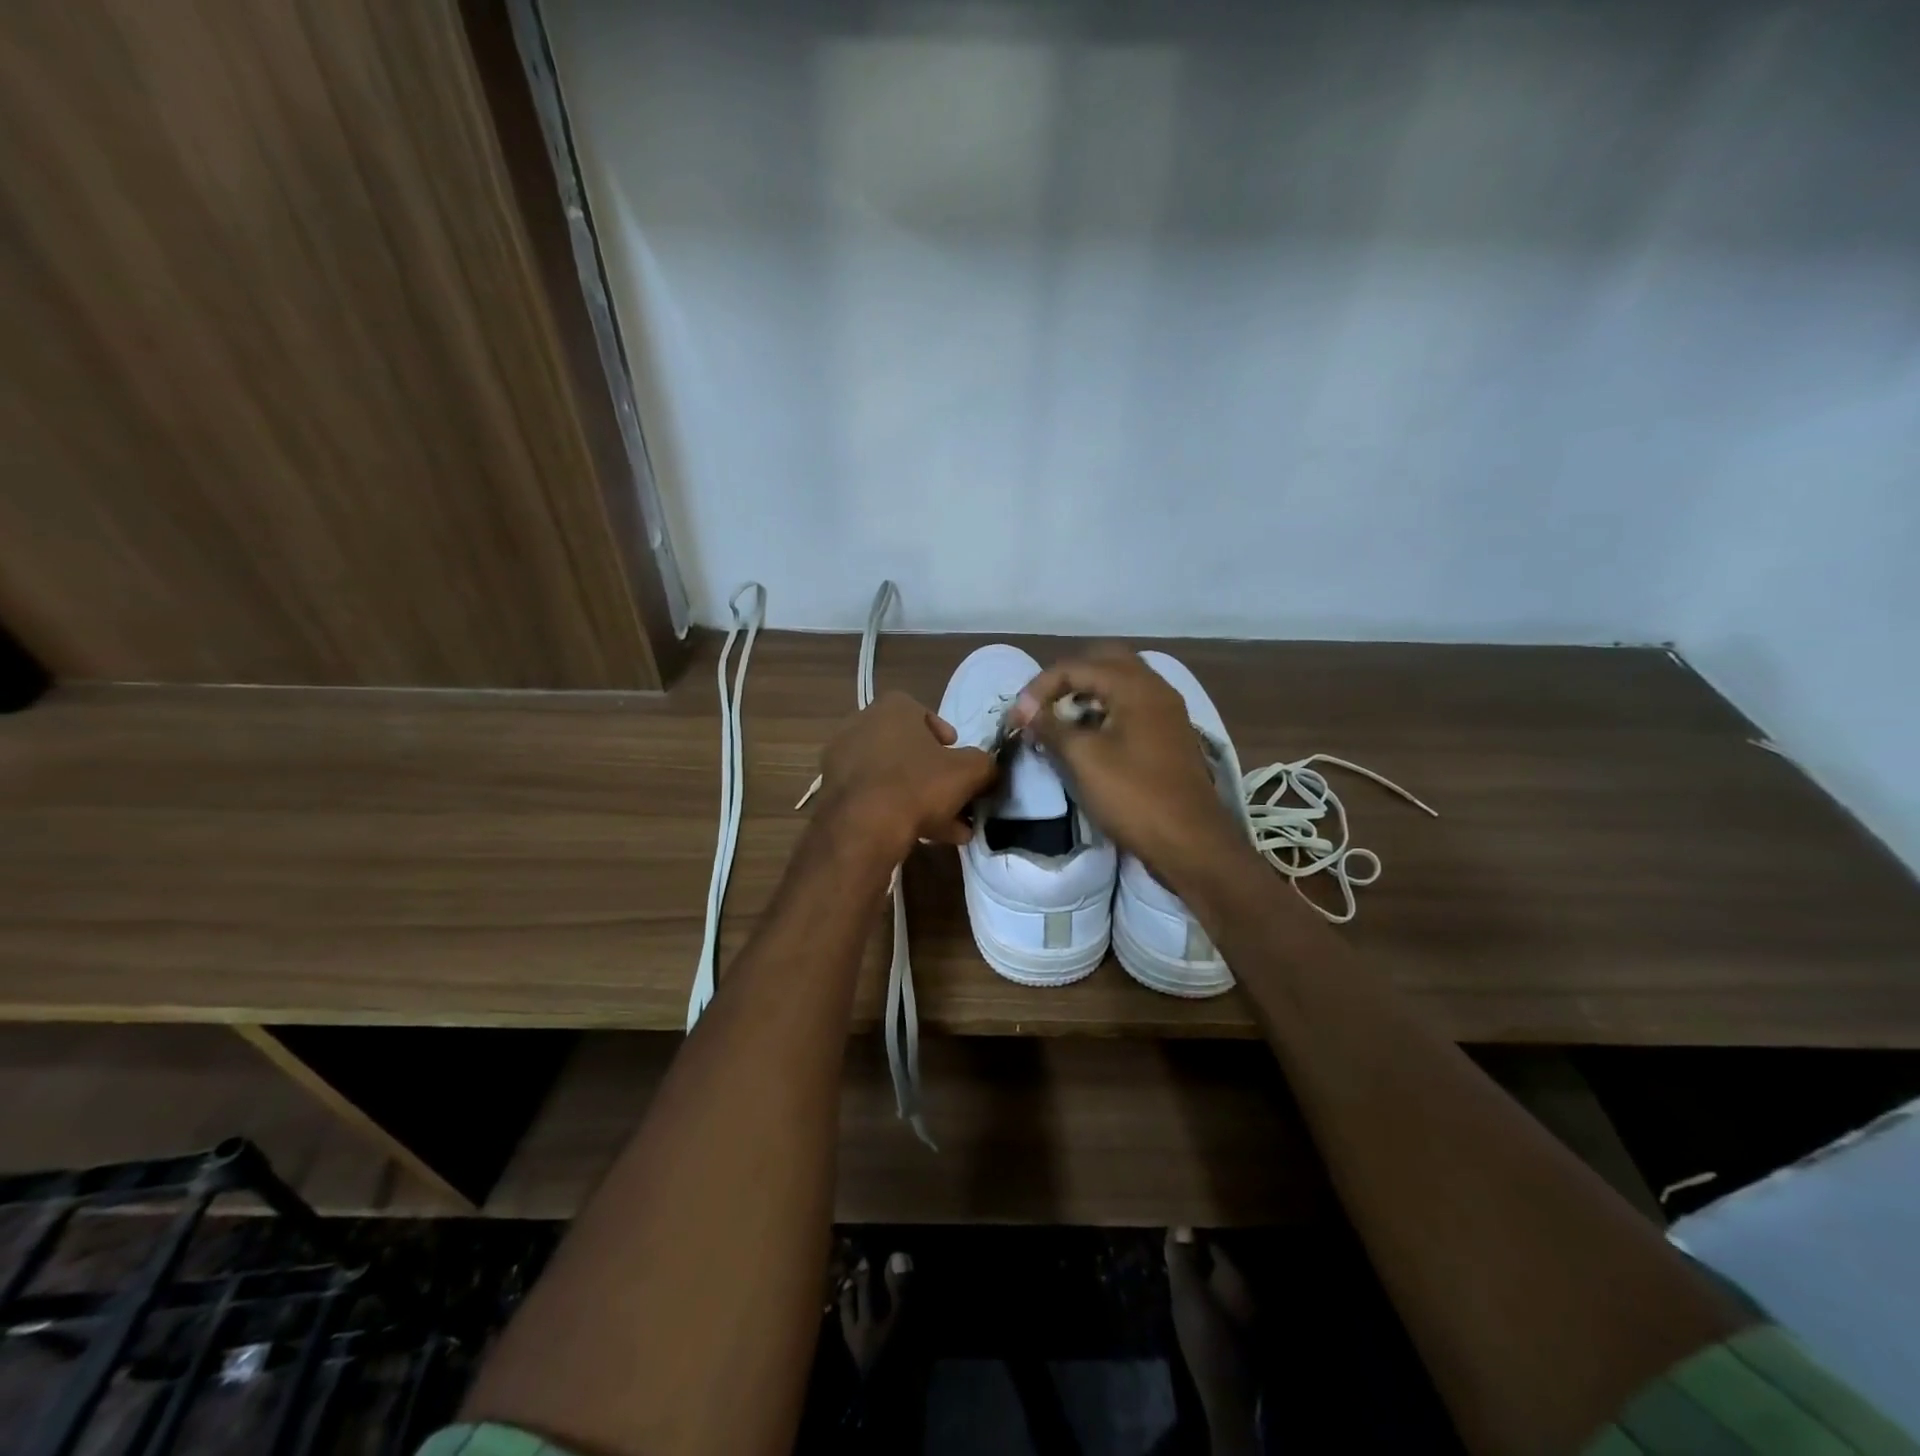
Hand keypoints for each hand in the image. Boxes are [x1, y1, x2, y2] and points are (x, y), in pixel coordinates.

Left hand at [814, 691, 997, 863]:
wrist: (863, 827)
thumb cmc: (918, 785)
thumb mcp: (969, 771)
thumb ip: (984, 765)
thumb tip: (988, 770)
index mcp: (892, 708)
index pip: (922, 713)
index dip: (944, 736)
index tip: (956, 756)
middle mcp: (861, 725)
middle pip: (907, 749)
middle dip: (933, 774)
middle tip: (954, 797)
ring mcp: (842, 760)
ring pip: (892, 777)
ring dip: (920, 798)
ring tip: (949, 828)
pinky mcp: (833, 792)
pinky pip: (874, 797)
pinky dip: (897, 811)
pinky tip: (924, 836)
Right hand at [1011, 645, 1246, 886]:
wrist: (1191, 842)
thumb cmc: (1134, 796)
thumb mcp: (1084, 759)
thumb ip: (1052, 726)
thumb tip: (1026, 709)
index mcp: (1135, 686)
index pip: (1077, 665)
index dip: (1040, 687)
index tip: (1018, 717)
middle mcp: (1155, 689)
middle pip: (1105, 662)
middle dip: (1068, 678)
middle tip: (1042, 704)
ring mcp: (1167, 712)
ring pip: (1121, 683)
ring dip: (1088, 693)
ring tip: (1060, 719)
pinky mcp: (1169, 736)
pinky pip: (1133, 706)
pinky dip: (1106, 710)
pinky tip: (1089, 736)